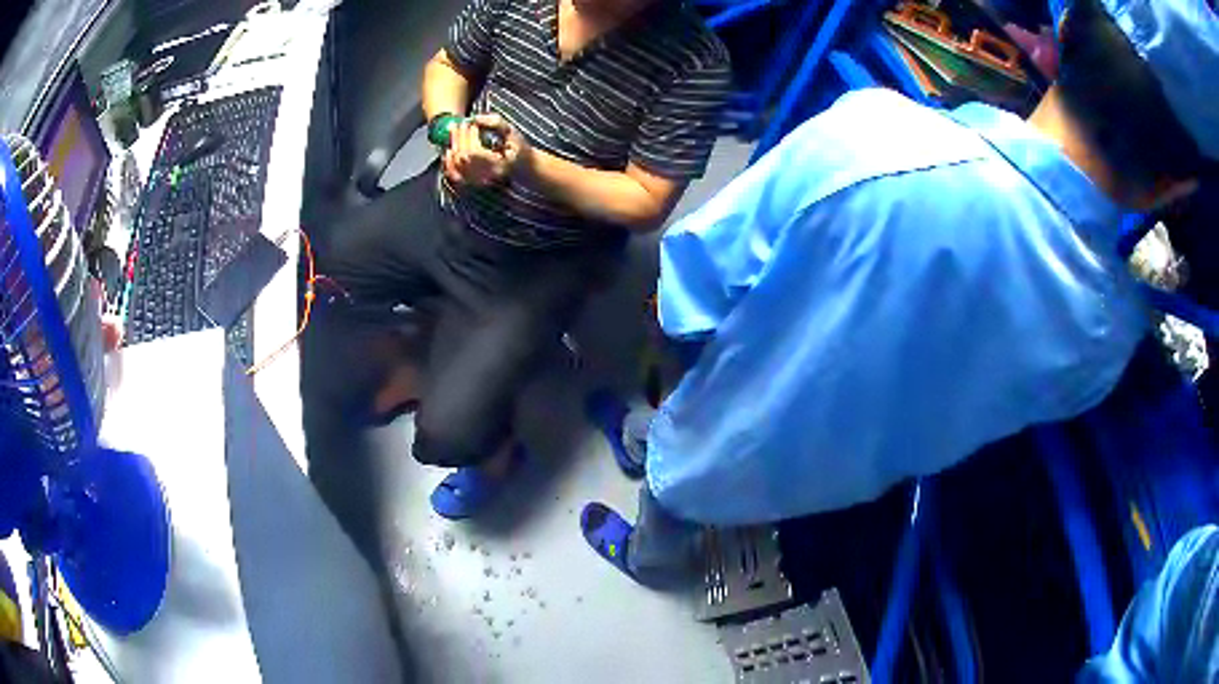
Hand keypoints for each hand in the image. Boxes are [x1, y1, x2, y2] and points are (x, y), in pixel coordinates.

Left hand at [442, 114, 530, 186]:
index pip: (475, 152)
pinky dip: (448, 161)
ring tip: (455, 131)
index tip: (469, 123)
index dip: (469, 135)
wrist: (522, 168)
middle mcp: (486, 177)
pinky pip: (453, 174)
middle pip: (463, 157)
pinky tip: (449, 149)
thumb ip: (495, 122)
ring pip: (456, 165)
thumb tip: (474, 119)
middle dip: (459, 137)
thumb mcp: (512, 132)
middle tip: (459, 124)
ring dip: (453, 146)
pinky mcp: (470, 183)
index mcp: (499, 166)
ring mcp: (477, 182)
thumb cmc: (518, 148)